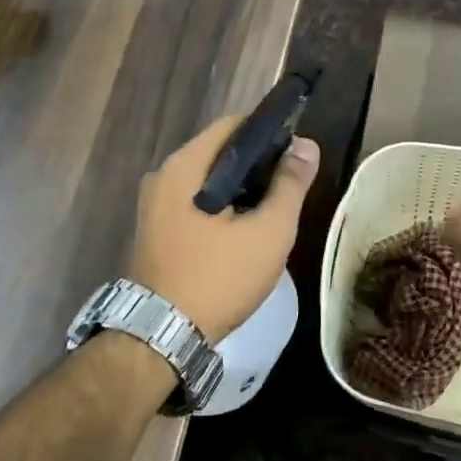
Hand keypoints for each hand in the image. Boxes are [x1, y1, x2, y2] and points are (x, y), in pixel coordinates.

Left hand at [127, 117, 320, 342]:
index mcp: (184, 166)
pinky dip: (221, 208)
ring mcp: (155, 206)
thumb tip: (306, 145)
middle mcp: (162, 177)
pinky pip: (195, 204)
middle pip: (219, 153)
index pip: (232, 125)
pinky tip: (245, 230)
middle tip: (291, 187)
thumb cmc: (219, 278)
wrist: (163, 336)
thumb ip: (290, 185)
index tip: (297, 154)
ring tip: (274, 209)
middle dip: (257, 165)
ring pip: (208, 182)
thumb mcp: (268, 231)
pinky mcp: (156, 231)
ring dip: (241, 190)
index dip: (269, 132)